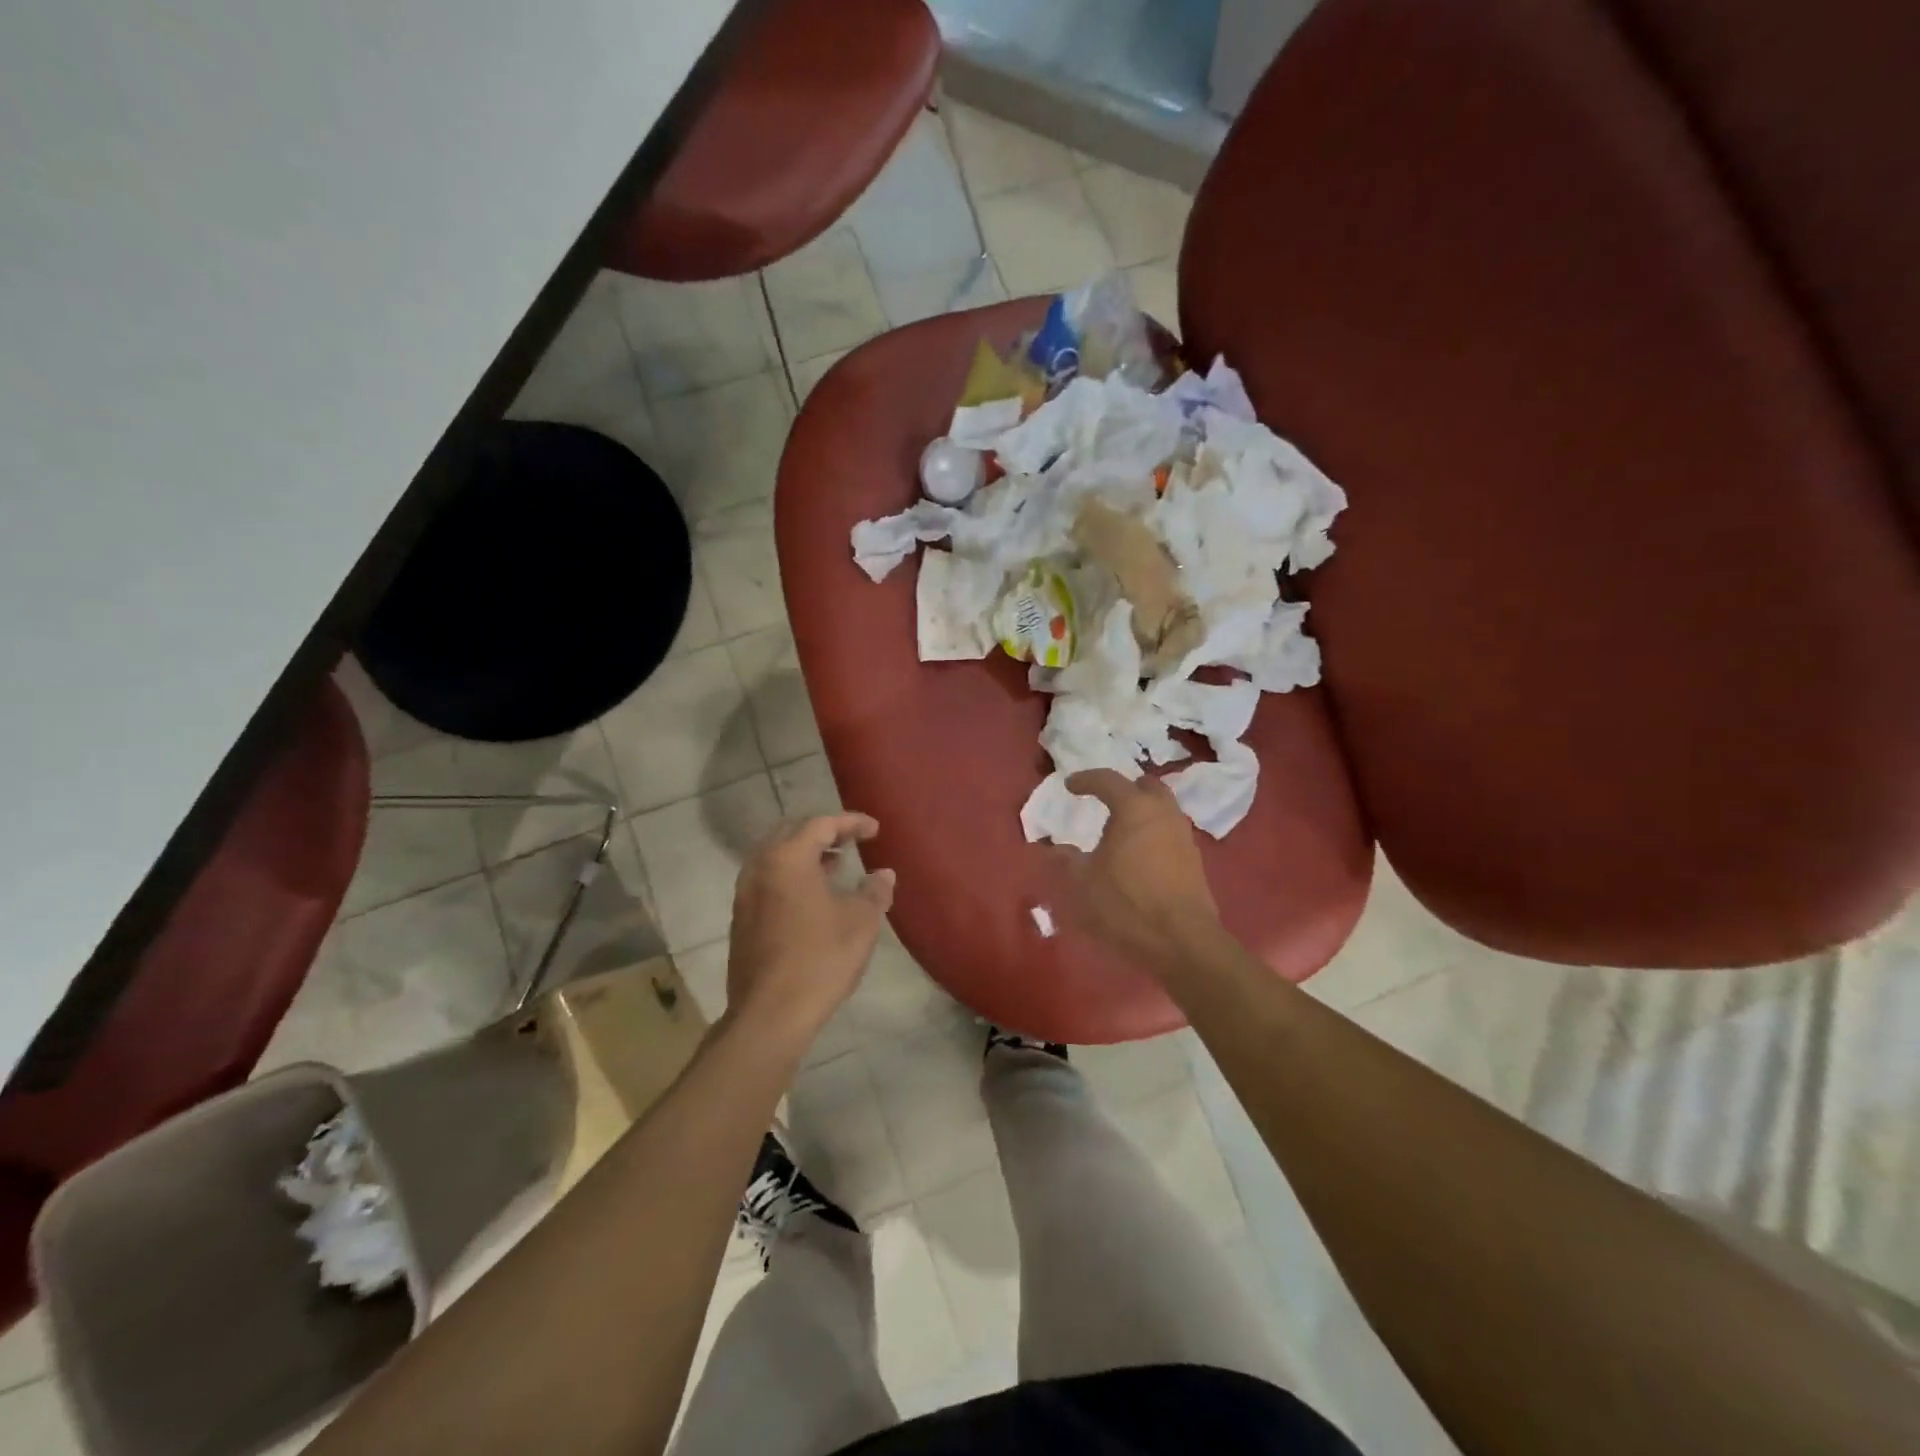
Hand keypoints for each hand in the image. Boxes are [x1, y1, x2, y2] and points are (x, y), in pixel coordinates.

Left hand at [727, 814, 895, 1046]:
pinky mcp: (741, 918)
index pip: (822, 824)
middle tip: (851, 841)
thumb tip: (883, 874)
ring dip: (805, 855)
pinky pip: (768, 879)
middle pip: (792, 833)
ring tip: (835, 865)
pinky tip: (813, 897)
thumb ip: (874, 891)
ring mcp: (745, 893)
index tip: (875, 829)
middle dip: (823, 832)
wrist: (770, 1014)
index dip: (851, 823)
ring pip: (776, 857)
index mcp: (788, 858)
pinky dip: (791, 875)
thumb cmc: (821, 959)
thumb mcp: (861, 922)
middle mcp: (760, 866)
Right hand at [1059, 770, 1220, 971]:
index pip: (1108, 780)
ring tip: (1120, 829)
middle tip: (1105, 800)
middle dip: (1125, 788)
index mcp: (1134, 809)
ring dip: (1142, 810)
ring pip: (1163, 808)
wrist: (1182, 941)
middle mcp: (1163, 813)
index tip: (1070, 786)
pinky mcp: (1194, 859)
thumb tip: (1053, 849)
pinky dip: (1153, 832)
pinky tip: (1139, 853)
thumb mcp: (1084, 883)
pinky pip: (1170, 831)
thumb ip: (1067, 861)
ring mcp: (1183, 835)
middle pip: (1145, 786)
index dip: (1086, 780)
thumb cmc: (1127, 904)